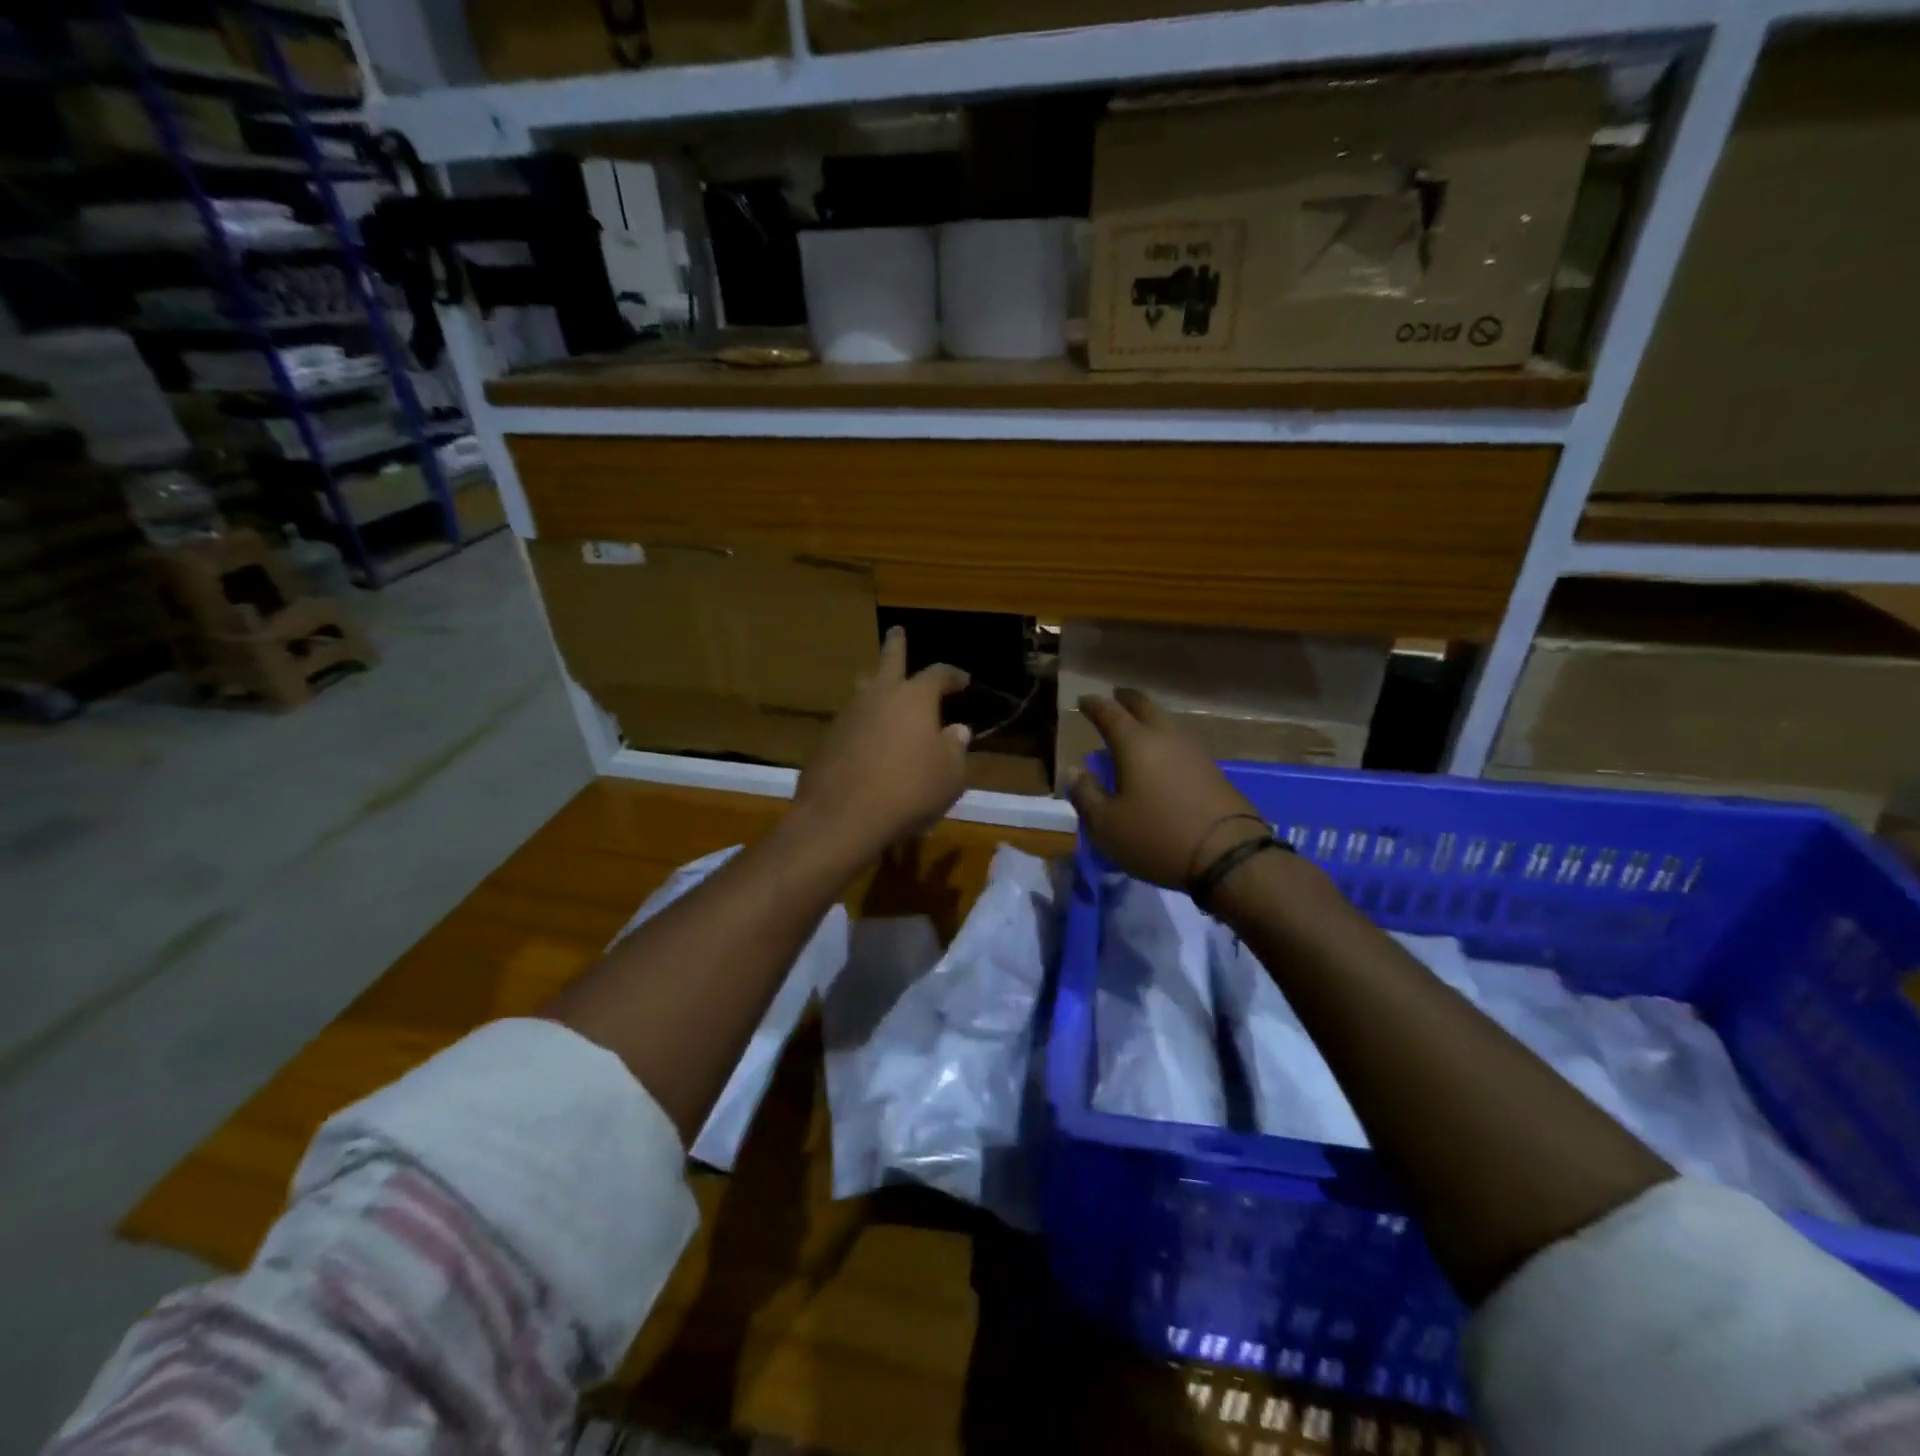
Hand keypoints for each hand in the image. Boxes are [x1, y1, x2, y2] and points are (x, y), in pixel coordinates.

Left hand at [795, 626, 971, 856]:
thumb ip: (955, 749)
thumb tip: (956, 731)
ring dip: (875, 686)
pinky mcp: (827, 740)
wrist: (843, 817)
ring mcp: (848, 716)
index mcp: (914, 698)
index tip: (963, 680)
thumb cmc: (909, 791)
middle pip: (889, 660)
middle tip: (897, 630)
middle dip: (896, 645)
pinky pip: (851, 723)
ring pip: (863, 690)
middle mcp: (879, 696)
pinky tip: (867, 742)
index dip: (952, 675)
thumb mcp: (949, 775)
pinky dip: (863, 725)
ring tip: (879, 686)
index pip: (938, 673)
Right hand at [1067, 689, 1266, 889]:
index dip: (1094, 705)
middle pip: (1145, 706)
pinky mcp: (1213, 770)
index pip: (1110, 713)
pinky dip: (1165, 739)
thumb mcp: (1106, 824)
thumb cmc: (1156, 836)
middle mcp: (1166, 737)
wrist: (1228, 855)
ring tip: (1137, 725)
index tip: (1083, 700)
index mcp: (1135, 743)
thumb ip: (1085, 794)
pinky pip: (1181, 742)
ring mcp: (1194, 751)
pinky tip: (1162, 754)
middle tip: (1115, 697)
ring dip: (1150, 718)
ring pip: (1167, 722)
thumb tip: (1074, 771)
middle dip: (1127, 699)